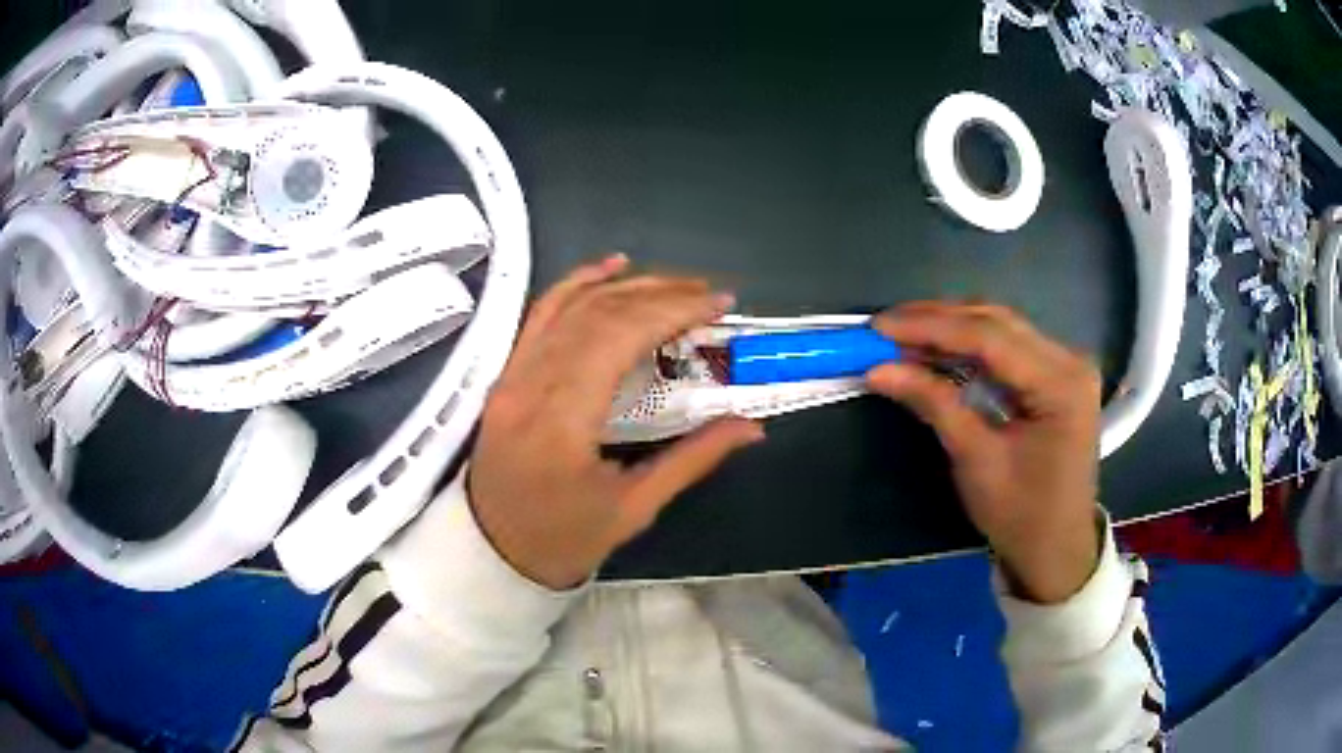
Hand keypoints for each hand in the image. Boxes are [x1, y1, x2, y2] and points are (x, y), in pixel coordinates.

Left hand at [468, 255, 764, 588]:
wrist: (493, 551)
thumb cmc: (564, 539)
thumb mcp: (634, 509)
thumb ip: (693, 459)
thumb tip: (751, 425)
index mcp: (561, 423)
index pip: (618, 339)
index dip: (671, 311)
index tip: (718, 305)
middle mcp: (530, 385)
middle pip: (597, 315)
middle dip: (659, 294)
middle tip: (708, 295)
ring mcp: (512, 374)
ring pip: (570, 306)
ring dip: (626, 286)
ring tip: (675, 283)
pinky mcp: (507, 373)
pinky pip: (540, 315)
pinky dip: (576, 283)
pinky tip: (610, 268)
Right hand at [867, 302, 1102, 603]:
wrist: (1056, 549)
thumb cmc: (1021, 514)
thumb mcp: (976, 461)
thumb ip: (935, 404)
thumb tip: (879, 369)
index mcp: (1060, 383)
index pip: (990, 337)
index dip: (932, 327)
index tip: (881, 327)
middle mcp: (1069, 360)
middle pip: (997, 322)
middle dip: (938, 320)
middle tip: (886, 328)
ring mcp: (1065, 365)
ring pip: (1001, 328)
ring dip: (951, 328)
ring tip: (903, 335)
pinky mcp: (1055, 376)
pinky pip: (1007, 347)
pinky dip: (969, 346)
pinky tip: (938, 349)